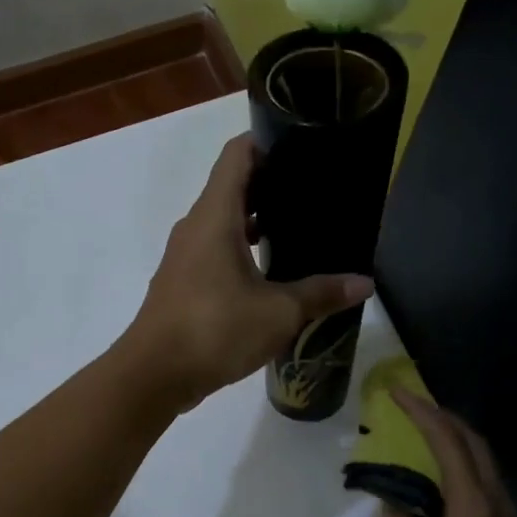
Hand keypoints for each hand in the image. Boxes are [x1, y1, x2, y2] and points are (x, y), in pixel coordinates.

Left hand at [120, 135, 373, 410]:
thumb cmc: (214, 330)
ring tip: (299, 229)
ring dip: (256, 222)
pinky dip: (242, 250)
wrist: (153, 375)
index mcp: (215, 216)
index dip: (268, 141)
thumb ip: (321, 293)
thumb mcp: (278, 313)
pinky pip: (215, 251)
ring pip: (223, 222)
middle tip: (314, 191)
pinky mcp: (182, 283)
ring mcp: (185, 256)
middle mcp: (195, 227)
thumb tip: (364, 284)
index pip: (238, 154)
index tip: (303, 145)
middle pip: (232, 186)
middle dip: (272, 184)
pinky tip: (271, 273)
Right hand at [374, 390, 516, 516]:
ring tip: (420, 433)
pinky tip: (436, 478)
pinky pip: (480, 488)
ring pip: (482, 467)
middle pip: (476, 446)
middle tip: (411, 406)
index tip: (396, 393)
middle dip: (444, 419)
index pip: (449, 443)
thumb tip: (400, 498)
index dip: (422, 413)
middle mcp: (498, 508)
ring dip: (454, 443)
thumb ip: (396, 514)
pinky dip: (458, 468)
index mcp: (474, 506)